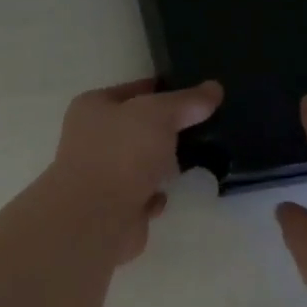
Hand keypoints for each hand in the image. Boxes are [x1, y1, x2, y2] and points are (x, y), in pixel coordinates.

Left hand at [47, 77, 222, 263]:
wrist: (99, 218)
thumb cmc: (122, 153)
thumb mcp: (159, 114)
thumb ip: (187, 101)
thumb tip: (214, 88)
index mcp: (93, 107)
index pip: (134, 90)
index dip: (164, 90)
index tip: (197, 95)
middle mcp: (92, 138)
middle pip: (139, 128)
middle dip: (168, 130)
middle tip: (204, 126)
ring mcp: (101, 174)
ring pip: (142, 162)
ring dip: (164, 165)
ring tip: (197, 158)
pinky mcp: (115, 206)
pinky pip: (143, 193)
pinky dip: (157, 194)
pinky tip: (170, 193)